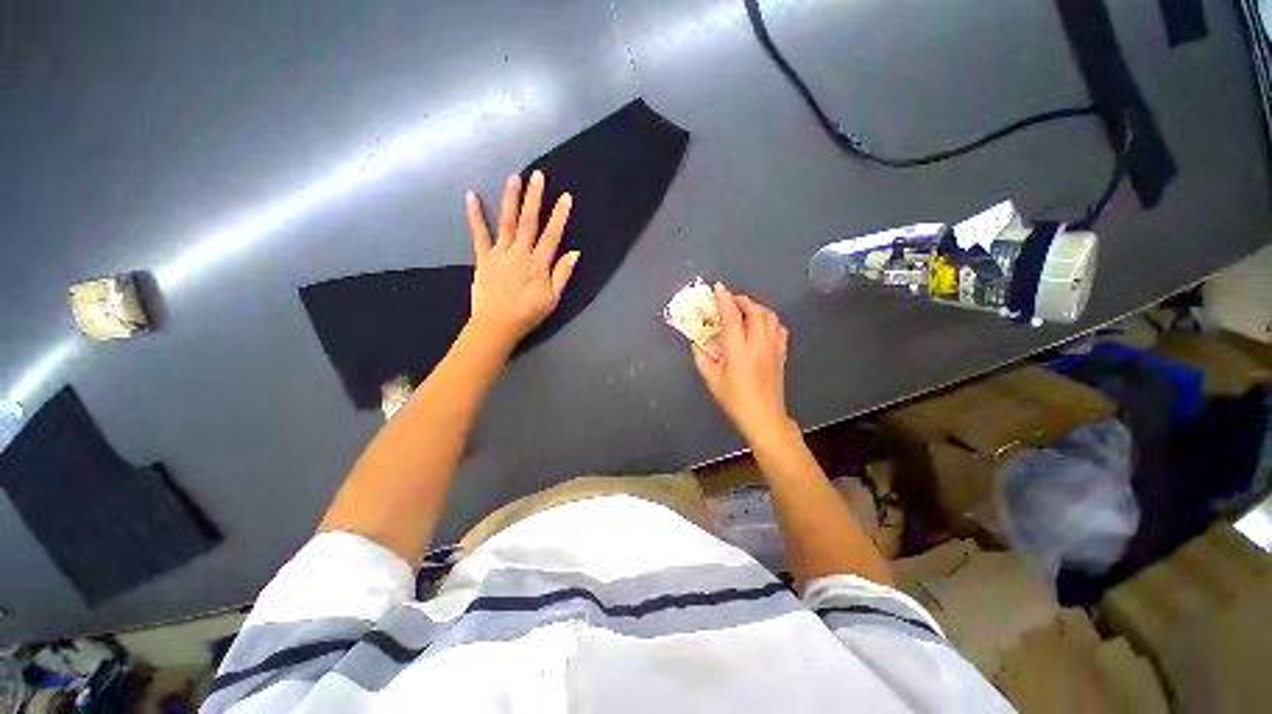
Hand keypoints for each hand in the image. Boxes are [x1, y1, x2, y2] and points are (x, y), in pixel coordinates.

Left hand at [465, 171, 578, 349]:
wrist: (496, 325)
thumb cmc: (528, 313)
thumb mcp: (552, 299)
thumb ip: (562, 275)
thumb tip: (575, 253)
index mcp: (538, 264)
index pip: (552, 235)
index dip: (559, 216)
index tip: (565, 197)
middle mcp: (520, 253)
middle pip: (529, 222)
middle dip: (534, 198)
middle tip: (538, 176)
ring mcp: (500, 253)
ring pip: (507, 222)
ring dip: (510, 199)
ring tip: (514, 177)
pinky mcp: (483, 257)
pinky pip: (479, 233)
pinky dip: (475, 215)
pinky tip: (471, 195)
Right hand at [692, 283, 791, 440]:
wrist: (764, 417)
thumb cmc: (734, 399)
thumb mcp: (712, 379)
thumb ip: (701, 357)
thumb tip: (695, 342)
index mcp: (738, 349)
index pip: (732, 317)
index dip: (724, 299)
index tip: (718, 287)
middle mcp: (758, 343)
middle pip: (755, 311)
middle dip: (742, 300)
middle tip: (730, 300)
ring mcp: (773, 347)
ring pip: (770, 317)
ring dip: (757, 307)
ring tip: (745, 310)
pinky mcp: (781, 353)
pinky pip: (779, 328)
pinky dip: (770, 320)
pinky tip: (762, 325)